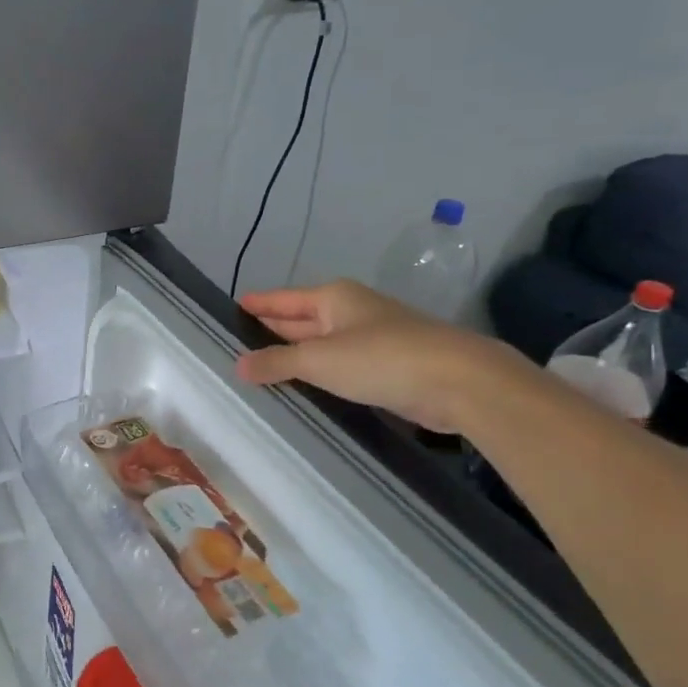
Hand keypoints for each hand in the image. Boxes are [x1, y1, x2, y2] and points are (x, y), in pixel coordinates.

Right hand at [234, 280, 528, 432]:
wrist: (457, 381)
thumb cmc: (381, 358)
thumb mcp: (319, 360)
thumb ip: (276, 362)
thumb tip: (238, 365)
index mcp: (333, 298)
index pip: (283, 300)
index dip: (257, 304)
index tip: (230, 308)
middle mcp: (350, 313)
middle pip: (300, 320)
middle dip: (271, 331)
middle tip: (235, 344)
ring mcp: (370, 340)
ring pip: (320, 346)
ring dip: (293, 357)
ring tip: (258, 370)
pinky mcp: (385, 368)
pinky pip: (338, 367)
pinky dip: (318, 375)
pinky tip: (301, 388)